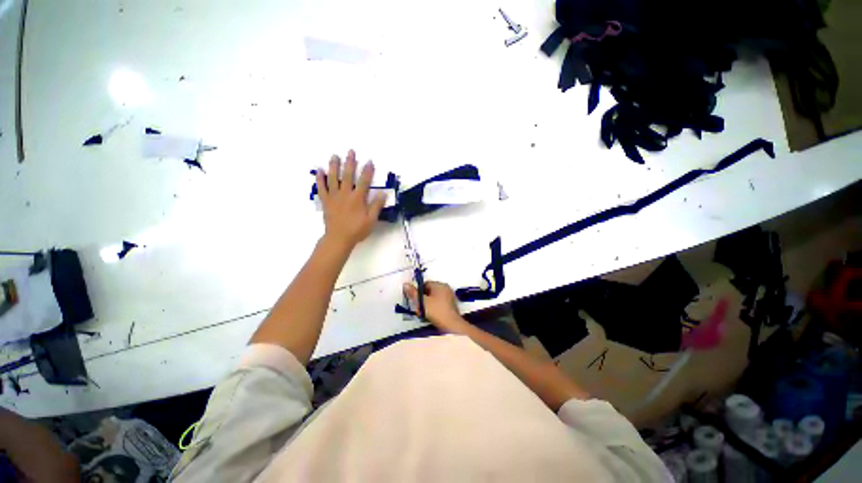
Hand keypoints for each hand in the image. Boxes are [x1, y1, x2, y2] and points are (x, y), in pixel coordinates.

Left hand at [316, 150, 386, 249]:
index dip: (368, 171)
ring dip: (334, 166)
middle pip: (348, 175)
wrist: (339, 238)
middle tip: (350, 151)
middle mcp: (345, 194)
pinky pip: (321, 188)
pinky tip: (319, 170)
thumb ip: (376, 205)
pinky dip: (320, 178)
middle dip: (350, 163)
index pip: (364, 181)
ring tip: (334, 155)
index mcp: (358, 198)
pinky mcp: (326, 201)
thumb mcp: (371, 220)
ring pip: (333, 178)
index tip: (369, 161)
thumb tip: (383, 193)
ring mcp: (334, 196)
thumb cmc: (357, 230)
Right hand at [403, 281, 469, 332]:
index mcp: (440, 285)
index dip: (418, 291)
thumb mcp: (422, 302)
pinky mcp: (451, 306)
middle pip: (429, 291)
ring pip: (434, 298)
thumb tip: (406, 284)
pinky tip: (430, 316)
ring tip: (423, 314)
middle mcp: (446, 289)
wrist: (451, 325)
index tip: (414, 300)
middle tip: (418, 308)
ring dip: (427, 305)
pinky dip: (434, 308)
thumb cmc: (437, 311)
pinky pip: (439, 304)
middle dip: (422, 299)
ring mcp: (449, 297)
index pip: (425, 284)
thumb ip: (413, 293)